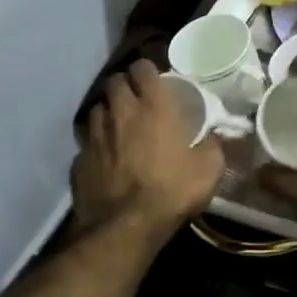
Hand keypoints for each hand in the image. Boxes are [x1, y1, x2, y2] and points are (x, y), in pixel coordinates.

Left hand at [71, 59, 224, 239]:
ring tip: (118, 124)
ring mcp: (95, 137)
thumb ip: (214, 145)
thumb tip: (217, 135)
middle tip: (136, 97)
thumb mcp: (209, 170)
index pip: (142, 68)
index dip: (147, 69)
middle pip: (114, 82)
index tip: (154, 77)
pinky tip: (105, 157)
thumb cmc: (171, 191)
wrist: (124, 228)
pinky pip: (86, 143)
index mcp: (153, 108)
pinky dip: (96, 144)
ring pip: (96, 109)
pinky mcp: (79, 161)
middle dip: (124, 84)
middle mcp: (120, 114)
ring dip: (107, 111)